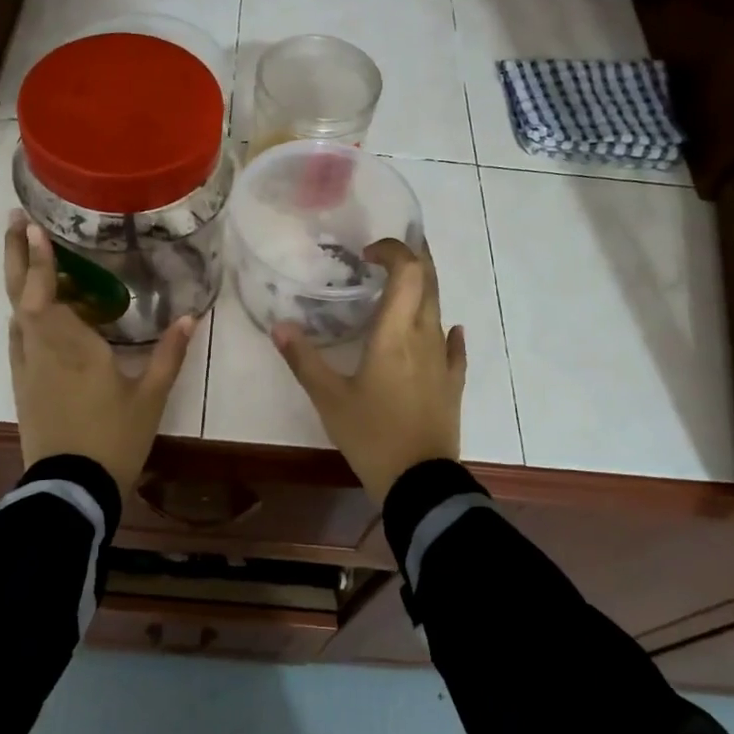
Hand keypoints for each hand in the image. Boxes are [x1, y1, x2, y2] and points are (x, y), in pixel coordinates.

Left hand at [4, 214, 194, 494]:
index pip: (45, 294)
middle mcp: (41, 350)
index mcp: (72, 348)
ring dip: (20, 282)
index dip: (39, 260)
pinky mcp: (23, 385)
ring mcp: (27, 368)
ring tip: (33, 257)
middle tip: (16, 223)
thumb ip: (170, 354)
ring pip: (17, 316)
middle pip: (20, 296)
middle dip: (17, 257)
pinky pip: (20, 338)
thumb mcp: (150, 397)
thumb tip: (192, 316)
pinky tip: (38, 312)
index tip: (35, 228)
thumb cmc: (114, 438)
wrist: (72, 488)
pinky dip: (26, 315)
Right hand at [273, 238, 465, 502]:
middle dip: (414, 259)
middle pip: (429, 282)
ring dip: (424, 289)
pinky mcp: (453, 383)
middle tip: (388, 254)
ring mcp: (443, 360)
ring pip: (440, 309)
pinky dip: (447, 330)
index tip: (368, 254)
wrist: (419, 482)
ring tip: (402, 286)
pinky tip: (447, 330)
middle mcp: (425, 336)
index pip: (407, 271)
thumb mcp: (329, 398)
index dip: (393, 251)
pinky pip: (454, 347)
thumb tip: (279, 326)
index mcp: (395, 333)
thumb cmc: (371, 435)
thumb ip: (304, 359)